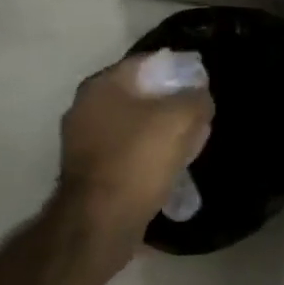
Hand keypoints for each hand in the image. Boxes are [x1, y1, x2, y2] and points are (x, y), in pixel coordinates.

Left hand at [58, 50, 213, 263]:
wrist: (100, 222)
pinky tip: (168, 165)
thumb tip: (199, 97)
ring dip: (159, 129)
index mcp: (102, 85)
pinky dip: (146, 152)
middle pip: (139, 93)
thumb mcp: (182, 118)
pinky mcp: (87, 170)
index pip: (147, 62)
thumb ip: (196, 98)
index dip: (179, 68)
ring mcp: (81, 141)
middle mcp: (85, 107)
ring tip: (188, 141)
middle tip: (197, 113)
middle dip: (170, 102)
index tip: (201, 83)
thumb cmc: (139, 159)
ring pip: (133, 123)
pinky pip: (125, 150)